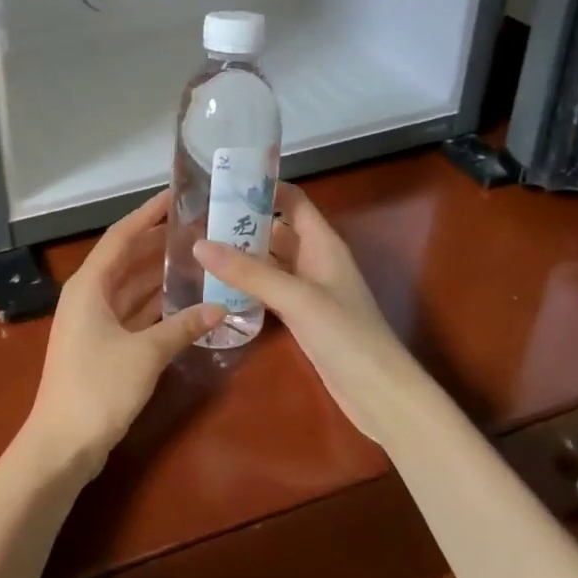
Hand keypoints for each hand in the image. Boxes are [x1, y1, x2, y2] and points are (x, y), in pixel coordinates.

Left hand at [23, 191, 222, 480]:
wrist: (62, 445)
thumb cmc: (98, 388)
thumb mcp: (146, 354)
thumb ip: (183, 327)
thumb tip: (220, 307)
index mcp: (90, 284)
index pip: (122, 235)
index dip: (148, 213)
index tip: (176, 195)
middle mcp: (89, 294)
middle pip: (128, 258)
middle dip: (160, 243)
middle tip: (199, 228)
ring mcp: (94, 321)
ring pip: (132, 286)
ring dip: (160, 274)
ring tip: (199, 257)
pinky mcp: (102, 344)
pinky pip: (133, 311)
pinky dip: (156, 304)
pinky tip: (185, 300)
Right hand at [195, 183, 421, 442]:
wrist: (379, 394)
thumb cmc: (346, 335)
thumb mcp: (295, 298)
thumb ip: (248, 272)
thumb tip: (199, 244)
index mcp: (322, 243)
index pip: (292, 200)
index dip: (263, 187)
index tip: (222, 183)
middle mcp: (315, 259)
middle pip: (276, 228)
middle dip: (242, 221)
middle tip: (198, 218)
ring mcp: (308, 288)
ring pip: (270, 260)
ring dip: (242, 253)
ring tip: (199, 246)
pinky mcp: (301, 315)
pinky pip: (269, 288)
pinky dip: (247, 283)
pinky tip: (218, 286)